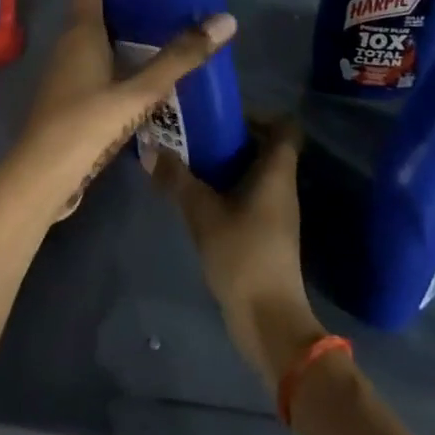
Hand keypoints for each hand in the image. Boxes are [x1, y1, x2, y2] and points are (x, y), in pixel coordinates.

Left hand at [3, 0, 235, 220]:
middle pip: (90, 6)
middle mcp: (69, 44)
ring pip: (92, 35)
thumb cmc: (85, 124)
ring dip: (116, 22)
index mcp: (80, 32)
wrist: (41, 178)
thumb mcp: (138, 92)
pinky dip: (114, 51)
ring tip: (153, 16)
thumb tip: (225, 19)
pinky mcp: (69, 96)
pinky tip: (138, 63)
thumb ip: (179, 58)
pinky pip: (93, 59)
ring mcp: (65, 72)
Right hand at [150, 124, 326, 394]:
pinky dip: (227, 190)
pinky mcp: (267, 234)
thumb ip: (177, 179)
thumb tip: (149, 149)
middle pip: (265, 148)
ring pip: (255, 174)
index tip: (223, 115)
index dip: (259, 114)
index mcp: (276, 172)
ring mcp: (277, 213)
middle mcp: (282, 186)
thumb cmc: (242, 254)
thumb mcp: (202, 212)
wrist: (268, 319)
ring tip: (189, 161)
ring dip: (226, 165)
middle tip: (195, 134)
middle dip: (231, 138)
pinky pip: (249, 197)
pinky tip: (197, 197)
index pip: (284, 127)